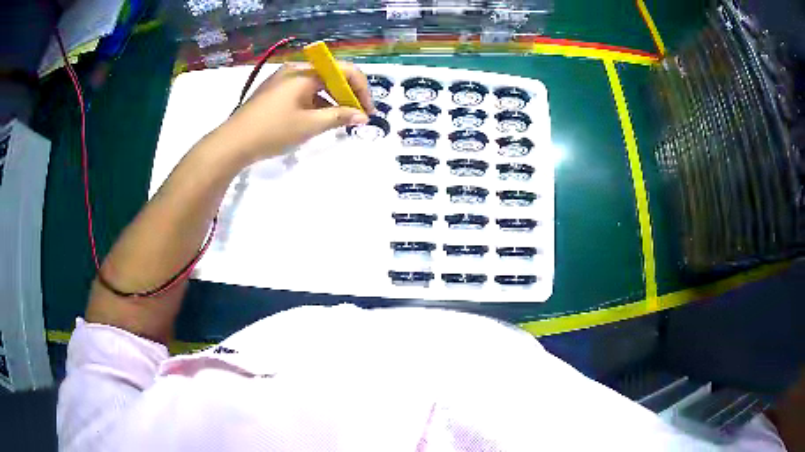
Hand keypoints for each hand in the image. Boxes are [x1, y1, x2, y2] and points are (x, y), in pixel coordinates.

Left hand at [220, 61, 374, 162]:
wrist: (232, 143)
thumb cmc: (272, 131)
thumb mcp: (309, 125)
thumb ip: (339, 117)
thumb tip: (363, 116)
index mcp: (305, 72)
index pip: (344, 70)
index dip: (361, 90)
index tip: (367, 112)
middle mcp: (295, 69)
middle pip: (331, 75)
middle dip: (347, 95)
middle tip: (356, 117)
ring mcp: (283, 79)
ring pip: (317, 84)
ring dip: (332, 100)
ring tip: (340, 121)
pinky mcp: (275, 91)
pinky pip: (303, 91)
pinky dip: (315, 102)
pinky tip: (318, 119)